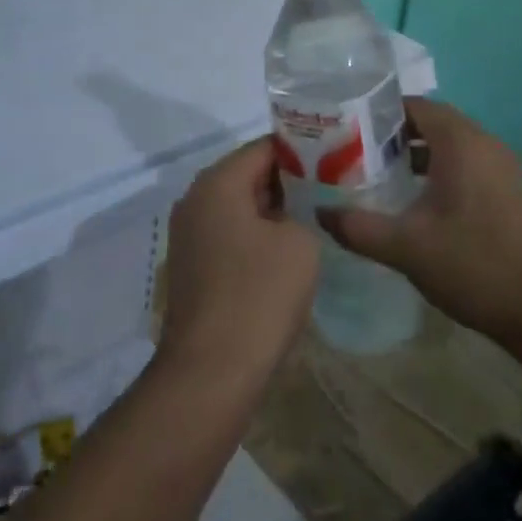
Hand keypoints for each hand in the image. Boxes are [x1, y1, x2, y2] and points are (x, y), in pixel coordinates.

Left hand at [160, 137, 318, 388]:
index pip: (264, 148)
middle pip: (247, 175)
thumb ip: (301, 212)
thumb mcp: (299, 243)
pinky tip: (285, 256)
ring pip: (238, 208)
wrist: (211, 373)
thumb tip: (290, 215)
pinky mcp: (191, 268)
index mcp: (217, 183)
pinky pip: (228, 236)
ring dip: (272, 213)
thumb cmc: (258, 296)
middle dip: (287, 182)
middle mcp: (194, 200)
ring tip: (313, 222)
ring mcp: (188, 236)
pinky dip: (254, 238)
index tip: (333, 162)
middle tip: (328, 192)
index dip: (301, 152)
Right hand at [318, 98, 521, 352]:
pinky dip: (441, 172)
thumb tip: (320, 214)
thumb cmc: (475, 266)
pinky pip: (468, 166)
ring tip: (380, 176)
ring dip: (417, 155)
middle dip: (394, 134)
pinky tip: (419, 205)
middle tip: (356, 152)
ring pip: (452, 146)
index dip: (379, 113)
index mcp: (461, 142)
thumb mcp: (406, 247)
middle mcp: (485, 144)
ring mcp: (504, 169)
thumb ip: (358, 227)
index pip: (415, 105)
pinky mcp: (512, 193)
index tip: (348, 128)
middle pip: (433, 123)